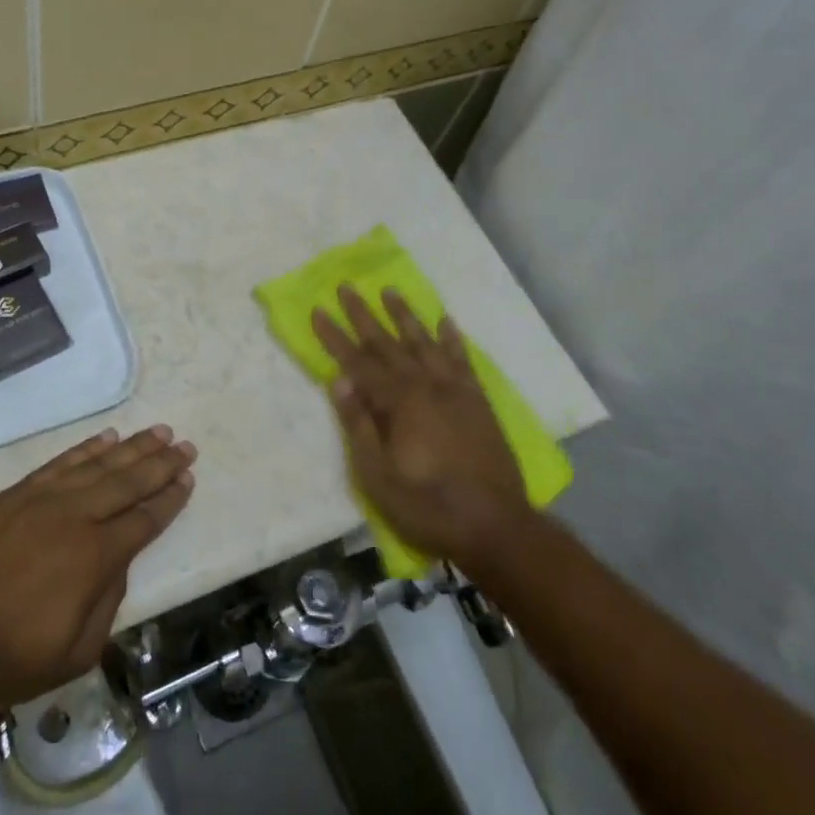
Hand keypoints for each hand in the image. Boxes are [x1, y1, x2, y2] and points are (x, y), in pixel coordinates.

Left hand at [0, 425, 195, 712]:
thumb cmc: (9, 657)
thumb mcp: (76, 652)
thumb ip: (108, 602)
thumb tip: (117, 562)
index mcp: (96, 556)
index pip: (144, 519)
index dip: (169, 499)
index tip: (188, 478)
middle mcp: (76, 516)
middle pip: (128, 481)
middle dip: (161, 463)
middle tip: (185, 444)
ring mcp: (43, 498)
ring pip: (98, 464)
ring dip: (131, 447)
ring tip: (157, 432)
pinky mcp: (15, 492)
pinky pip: (60, 462)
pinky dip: (86, 448)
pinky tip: (106, 438)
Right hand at [312, 285, 528, 564]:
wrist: (497, 527)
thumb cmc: (428, 506)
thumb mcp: (378, 476)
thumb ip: (358, 424)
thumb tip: (339, 379)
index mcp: (399, 402)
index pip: (357, 362)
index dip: (334, 337)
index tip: (317, 310)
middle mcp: (426, 385)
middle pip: (388, 343)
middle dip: (363, 315)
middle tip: (346, 287)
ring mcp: (455, 390)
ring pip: (424, 343)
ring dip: (405, 316)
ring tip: (389, 291)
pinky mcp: (478, 401)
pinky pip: (462, 360)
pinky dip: (452, 339)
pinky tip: (445, 321)